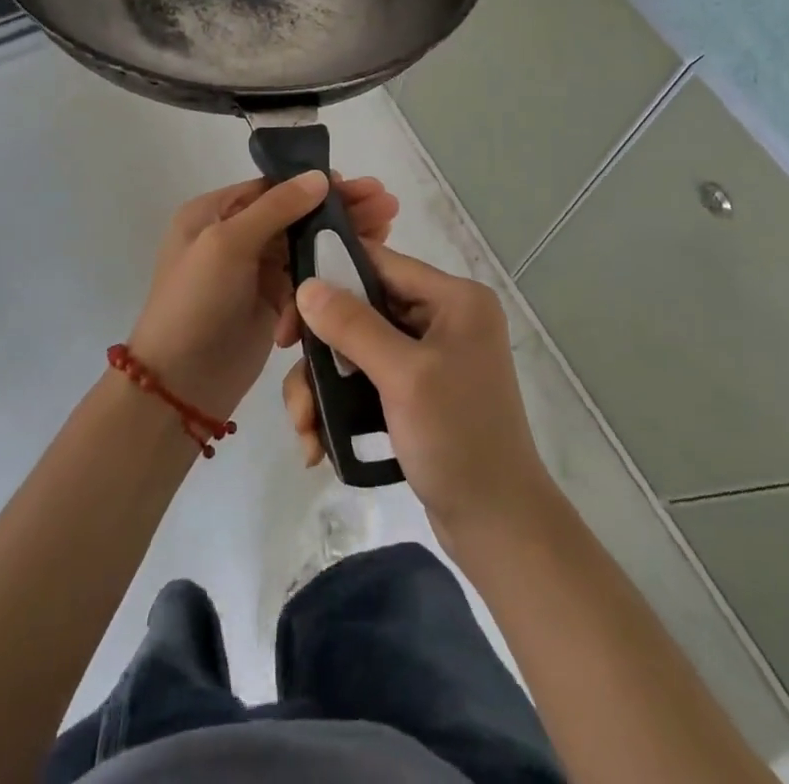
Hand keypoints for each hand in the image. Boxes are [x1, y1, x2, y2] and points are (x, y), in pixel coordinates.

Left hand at [128, 173, 397, 423]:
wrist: (178, 386)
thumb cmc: (195, 303)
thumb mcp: (227, 244)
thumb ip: (275, 208)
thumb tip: (319, 176)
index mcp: (214, 213)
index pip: (273, 188)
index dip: (316, 185)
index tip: (358, 185)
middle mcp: (234, 236)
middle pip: (296, 214)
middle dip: (340, 209)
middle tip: (386, 204)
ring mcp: (254, 271)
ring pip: (306, 244)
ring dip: (343, 237)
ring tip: (387, 227)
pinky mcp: (272, 303)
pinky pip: (307, 278)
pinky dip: (331, 270)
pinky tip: (365, 262)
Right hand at [283, 246, 553, 549]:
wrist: (498, 526)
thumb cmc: (457, 439)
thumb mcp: (403, 377)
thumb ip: (353, 325)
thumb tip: (306, 286)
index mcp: (454, 298)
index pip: (379, 263)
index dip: (330, 278)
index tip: (290, 315)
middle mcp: (443, 317)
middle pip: (361, 309)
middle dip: (321, 351)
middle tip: (294, 385)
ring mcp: (431, 356)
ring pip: (357, 349)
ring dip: (323, 387)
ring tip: (305, 431)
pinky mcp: (418, 391)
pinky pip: (367, 379)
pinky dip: (340, 405)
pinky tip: (319, 442)